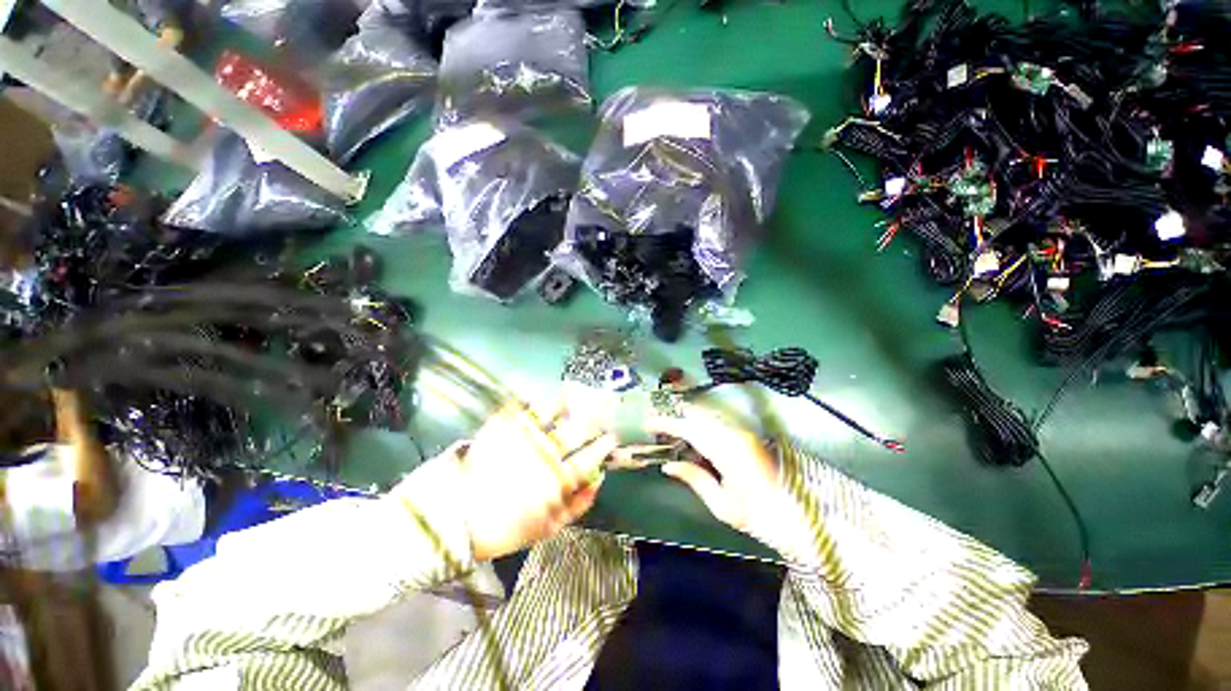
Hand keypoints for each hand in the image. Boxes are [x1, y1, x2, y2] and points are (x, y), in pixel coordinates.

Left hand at [453, 400, 615, 561]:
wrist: (452, 518)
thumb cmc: (503, 527)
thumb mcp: (546, 528)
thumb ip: (577, 506)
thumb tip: (598, 481)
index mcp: (558, 479)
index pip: (590, 457)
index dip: (604, 446)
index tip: (611, 438)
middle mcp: (545, 453)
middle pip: (576, 431)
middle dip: (593, 421)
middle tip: (600, 412)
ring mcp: (524, 435)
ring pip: (553, 411)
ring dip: (567, 402)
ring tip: (573, 394)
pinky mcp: (502, 426)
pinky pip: (522, 405)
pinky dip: (533, 399)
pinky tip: (540, 395)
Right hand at [647, 405, 818, 563]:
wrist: (805, 518)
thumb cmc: (762, 517)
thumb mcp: (723, 505)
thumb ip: (694, 478)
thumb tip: (668, 465)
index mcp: (727, 450)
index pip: (690, 428)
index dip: (667, 423)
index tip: (648, 423)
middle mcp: (735, 433)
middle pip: (698, 416)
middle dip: (676, 419)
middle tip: (657, 429)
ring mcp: (744, 433)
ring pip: (708, 418)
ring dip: (688, 423)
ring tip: (672, 435)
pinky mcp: (749, 436)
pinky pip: (718, 425)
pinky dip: (702, 428)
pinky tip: (695, 443)